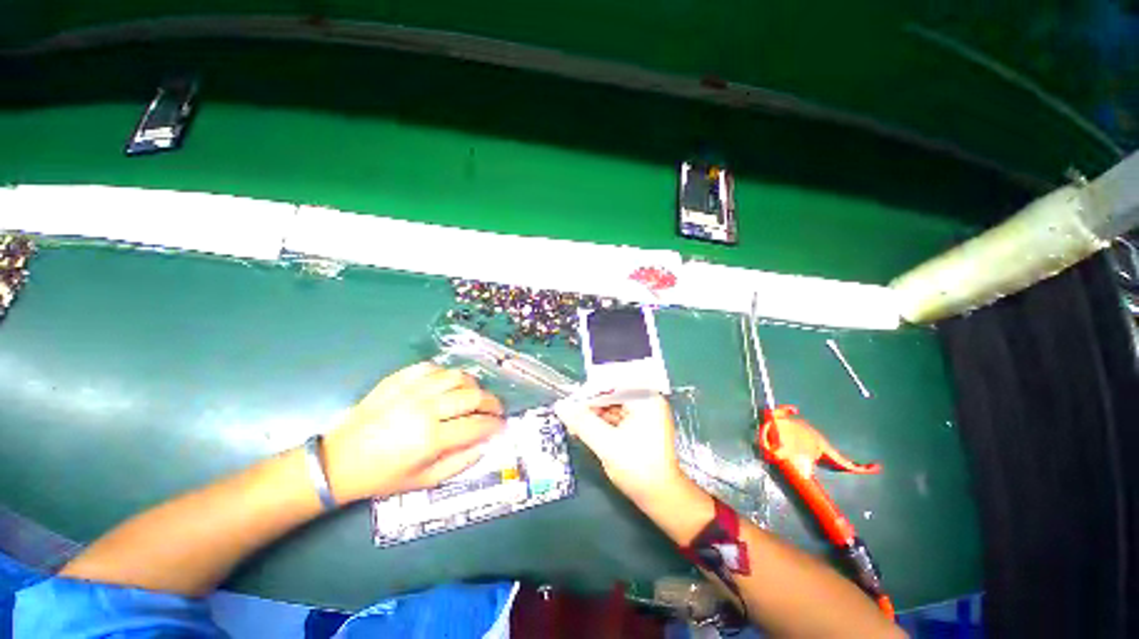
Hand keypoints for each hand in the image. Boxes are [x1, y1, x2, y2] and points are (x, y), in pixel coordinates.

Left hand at [322, 362, 504, 502]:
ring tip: (474, 395)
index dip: (496, 424)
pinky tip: (448, 385)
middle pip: (473, 396)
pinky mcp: (398, 380)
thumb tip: (486, 444)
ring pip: (457, 376)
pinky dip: (446, 374)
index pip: (477, 425)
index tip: (502, 426)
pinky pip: (432, 367)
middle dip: (492, 402)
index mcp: (431, 438)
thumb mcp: (424, 481)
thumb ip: (461, 462)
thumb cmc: (382, 476)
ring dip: (473, 385)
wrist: (338, 461)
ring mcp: (411, 390)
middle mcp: (425, 409)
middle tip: (495, 410)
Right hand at [554, 394, 686, 505]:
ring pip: (612, 406)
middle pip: (611, 395)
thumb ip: (582, 422)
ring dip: (594, 415)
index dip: (588, 394)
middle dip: (590, 406)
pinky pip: (617, 416)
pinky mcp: (641, 424)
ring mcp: (645, 412)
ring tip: (576, 426)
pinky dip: (602, 423)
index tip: (569, 404)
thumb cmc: (638, 469)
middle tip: (570, 417)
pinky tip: (587, 430)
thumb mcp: (606, 444)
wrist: (662, 498)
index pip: (611, 385)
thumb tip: (560, 406)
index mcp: (645, 398)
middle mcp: (647, 400)